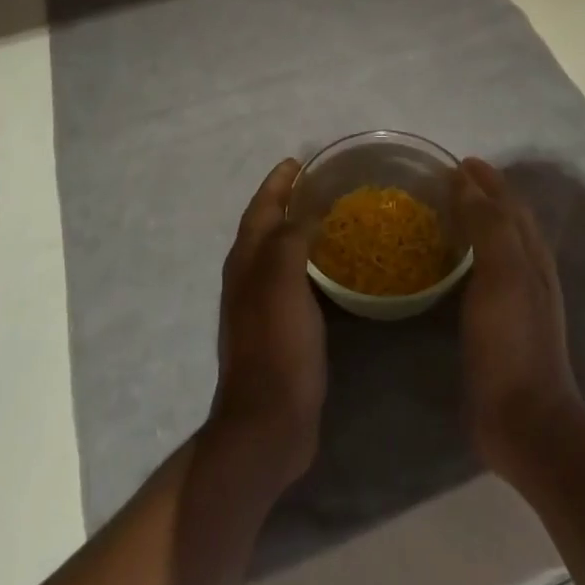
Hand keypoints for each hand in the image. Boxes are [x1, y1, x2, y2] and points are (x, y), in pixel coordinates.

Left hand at [210, 158, 325, 484]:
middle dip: (289, 201)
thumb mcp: (281, 282)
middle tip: (323, 185)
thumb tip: (308, 208)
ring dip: (300, 231)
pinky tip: (337, 272)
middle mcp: (250, 278)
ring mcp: (264, 307)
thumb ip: (291, 238)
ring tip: (334, 218)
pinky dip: (312, 265)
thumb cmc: (276, 347)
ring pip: (281, 254)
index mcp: (246, 261)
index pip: (261, 208)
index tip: (300, 160)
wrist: (268, 424)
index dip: (278, 183)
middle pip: (268, 227)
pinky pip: (297, 282)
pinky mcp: (282, 331)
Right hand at [456, 157, 583, 478]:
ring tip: (447, 212)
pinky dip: (471, 254)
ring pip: (499, 244)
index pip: (510, 202)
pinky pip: (485, 272)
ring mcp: (518, 299)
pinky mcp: (501, 324)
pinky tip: (452, 264)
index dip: (487, 179)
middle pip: (508, 219)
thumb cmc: (511, 342)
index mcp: (531, 254)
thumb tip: (467, 182)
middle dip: (484, 195)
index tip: (457, 162)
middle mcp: (529, 269)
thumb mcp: (501, 275)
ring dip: (478, 221)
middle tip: (447, 181)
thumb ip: (488, 225)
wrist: (524, 421)